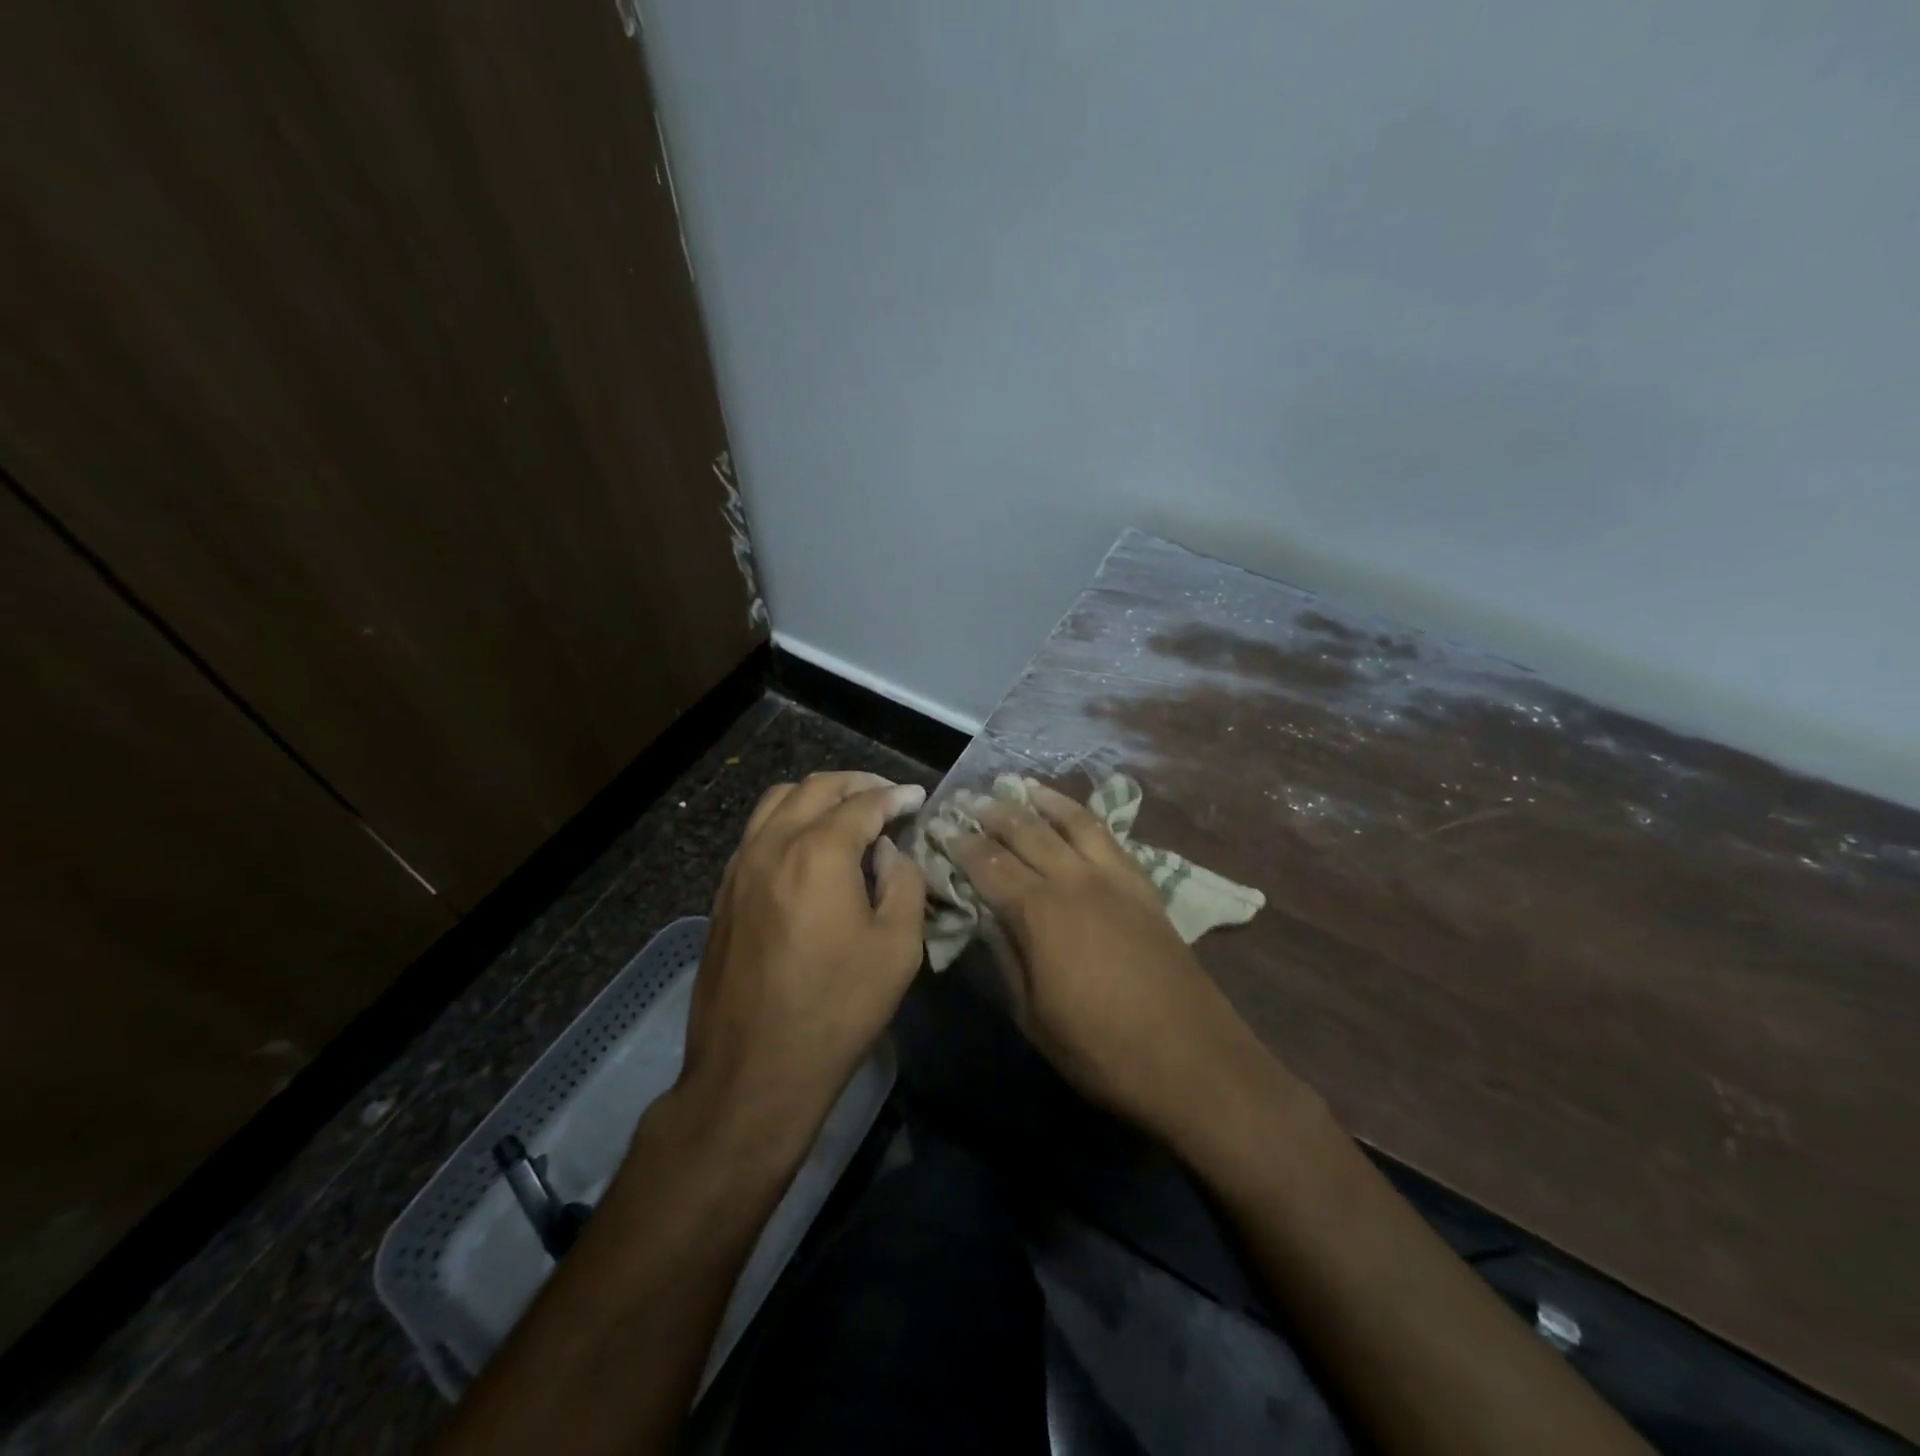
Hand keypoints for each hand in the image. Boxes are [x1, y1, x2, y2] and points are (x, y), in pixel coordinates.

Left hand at [677, 771, 927, 1160]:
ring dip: (816, 795)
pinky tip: (808, 845)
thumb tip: (888, 851)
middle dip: (856, 783)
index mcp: (819, 852)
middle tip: (886, 795)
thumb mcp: (897, 947)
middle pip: (815, 788)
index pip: (863, 804)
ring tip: (846, 810)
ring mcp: (740, 867)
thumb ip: (903, 883)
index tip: (917, 797)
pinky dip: (788, 819)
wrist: (754, 1070)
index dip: (896, 796)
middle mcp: (772, 845)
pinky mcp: (723, 893)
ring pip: (777, 802)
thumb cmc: (837, 1009)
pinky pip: (757, 832)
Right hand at [939, 782, 1269, 1144]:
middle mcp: (1074, 880)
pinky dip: (1084, 817)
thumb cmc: (1100, 1049)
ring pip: (1072, 822)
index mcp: (1039, 912)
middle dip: (991, 813)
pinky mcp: (1143, 886)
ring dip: (1041, 801)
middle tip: (967, 800)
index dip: (960, 844)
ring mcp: (1114, 878)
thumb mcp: (1032, 1014)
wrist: (1191, 1059)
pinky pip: (1109, 837)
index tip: (939, 827)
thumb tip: (987, 917)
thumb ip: (1006, 956)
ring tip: (1018, 786)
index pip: (987, 864)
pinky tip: (1074, 815)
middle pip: (1026, 832)